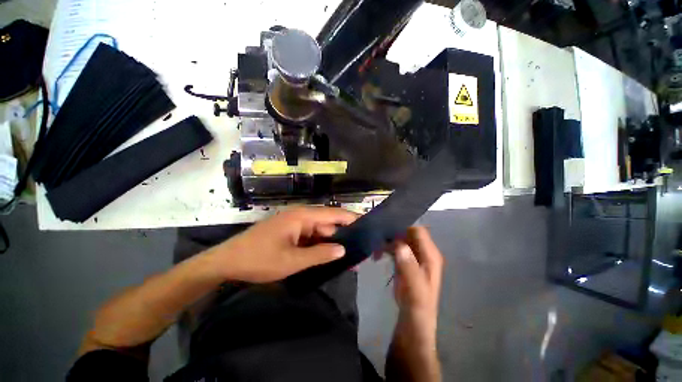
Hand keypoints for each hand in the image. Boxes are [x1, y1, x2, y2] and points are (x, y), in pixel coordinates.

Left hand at [206, 207, 357, 282]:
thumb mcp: (292, 261)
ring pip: (320, 232)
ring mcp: (296, 224)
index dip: (351, 219)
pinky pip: (311, 237)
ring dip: (332, 244)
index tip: (367, 226)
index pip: (333, 214)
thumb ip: (319, 254)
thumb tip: (343, 250)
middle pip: (328, 224)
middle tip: (359, 253)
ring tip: (348, 260)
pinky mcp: (291, 232)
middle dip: (343, 237)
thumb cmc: (259, 259)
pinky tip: (329, 258)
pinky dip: (320, 246)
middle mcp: (301, 216)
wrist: (227, 261)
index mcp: (302, 217)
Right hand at [385, 226, 442, 381]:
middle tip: (375, 237)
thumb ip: (409, 268)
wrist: (412, 329)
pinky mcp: (405, 264)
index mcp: (430, 256)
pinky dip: (385, 249)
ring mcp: (413, 259)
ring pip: (400, 241)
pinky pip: (395, 249)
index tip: (385, 228)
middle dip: (392, 233)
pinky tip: (376, 255)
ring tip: (374, 247)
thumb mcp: (415, 291)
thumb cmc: (417, 311)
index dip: (403, 227)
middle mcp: (423, 254)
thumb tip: (399, 244)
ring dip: (387, 241)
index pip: (418, 231)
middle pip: (408, 234)